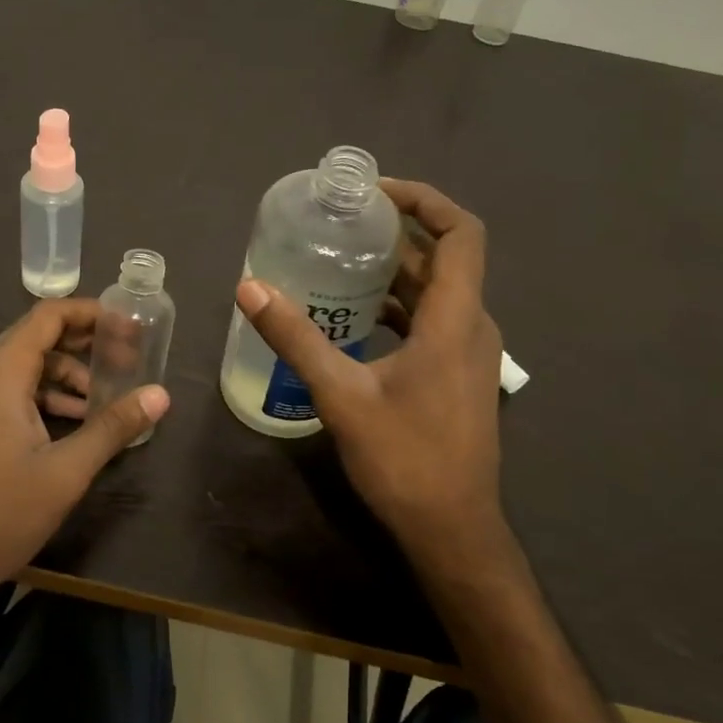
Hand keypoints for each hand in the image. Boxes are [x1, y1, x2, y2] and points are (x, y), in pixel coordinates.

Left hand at [0, 299, 169, 616]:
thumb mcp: (64, 473)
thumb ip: (112, 428)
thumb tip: (160, 395)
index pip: (46, 317)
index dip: (89, 312)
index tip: (127, 325)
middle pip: (35, 339)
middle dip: (82, 346)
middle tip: (124, 361)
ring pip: (21, 370)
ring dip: (63, 377)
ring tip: (100, 403)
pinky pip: (6, 394)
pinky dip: (40, 398)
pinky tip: (66, 428)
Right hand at [234, 179, 508, 572]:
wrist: (451, 529)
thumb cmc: (405, 458)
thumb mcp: (341, 395)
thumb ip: (296, 338)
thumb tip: (249, 288)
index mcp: (456, 319)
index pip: (462, 232)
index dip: (425, 200)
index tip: (375, 193)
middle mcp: (472, 326)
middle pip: (445, 257)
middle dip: (398, 232)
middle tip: (343, 222)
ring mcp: (470, 353)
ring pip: (438, 291)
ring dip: (396, 270)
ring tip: (342, 260)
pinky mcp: (458, 375)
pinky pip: (432, 320)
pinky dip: (398, 305)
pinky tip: (354, 316)